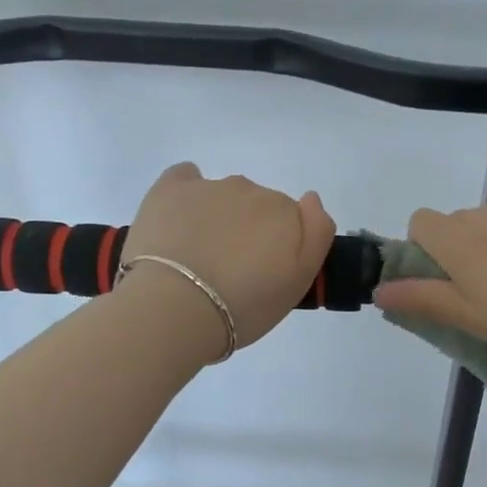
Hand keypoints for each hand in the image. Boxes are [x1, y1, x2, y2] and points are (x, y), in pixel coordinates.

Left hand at [120, 163, 336, 348]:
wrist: (175, 309)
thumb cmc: (244, 305)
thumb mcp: (298, 282)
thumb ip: (316, 234)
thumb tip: (310, 199)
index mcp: (284, 212)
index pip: (289, 219)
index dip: (278, 245)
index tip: (264, 272)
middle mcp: (250, 190)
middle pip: (256, 206)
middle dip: (249, 231)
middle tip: (233, 271)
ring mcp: (209, 187)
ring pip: (222, 196)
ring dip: (218, 218)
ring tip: (199, 259)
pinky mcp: (170, 189)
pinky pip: (185, 177)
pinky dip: (186, 194)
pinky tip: (179, 219)